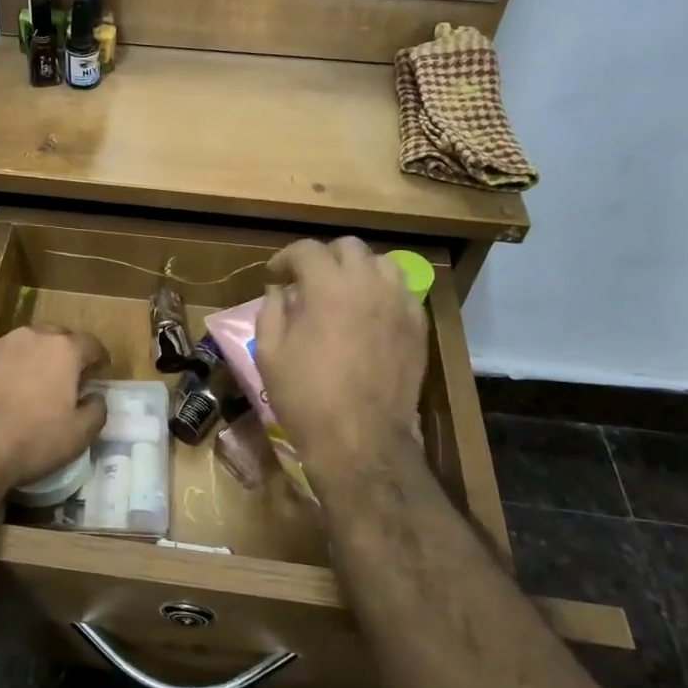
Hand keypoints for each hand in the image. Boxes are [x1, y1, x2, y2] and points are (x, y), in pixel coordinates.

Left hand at [0, 326, 108, 498]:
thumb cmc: (32, 440)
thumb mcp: (79, 435)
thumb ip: (96, 410)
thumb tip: (96, 397)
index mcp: (63, 350)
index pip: (90, 344)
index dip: (99, 357)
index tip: (102, 370)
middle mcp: (32, 337)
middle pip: (58, 336)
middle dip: (67, 352)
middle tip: (70, 376)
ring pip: (28, 345)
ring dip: (37, 358)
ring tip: (38, 384)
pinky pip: (3, 358)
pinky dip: (11, 369)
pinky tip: (8, 393)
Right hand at [256, 238, 428, 491]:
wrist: (360, 439)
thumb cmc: (306, 397)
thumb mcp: (270, 353)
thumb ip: (271, 311)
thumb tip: (280, 290)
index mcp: (328, 288)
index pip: (307, 250)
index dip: (286, 257)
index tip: (275, 274)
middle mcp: (368, 285)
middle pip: (348, 247)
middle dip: (324, 257)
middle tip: (308, 280)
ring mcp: (399, 304)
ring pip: (382, 263)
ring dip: (358, 269)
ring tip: (344, 290)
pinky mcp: (417, 327)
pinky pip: (402, 291)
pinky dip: (383, 291)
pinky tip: (369, 313)